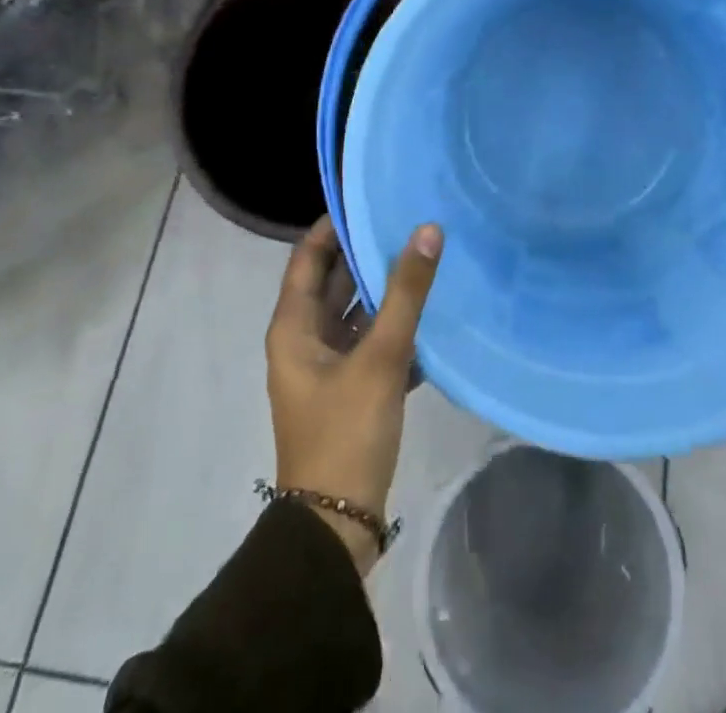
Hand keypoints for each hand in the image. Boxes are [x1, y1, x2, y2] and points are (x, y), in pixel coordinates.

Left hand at [265, 218, 443, 574]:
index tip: (371, 198)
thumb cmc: (345, 432)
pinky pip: (372, 343)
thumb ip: (406, 292)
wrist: (337, 526)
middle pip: (335, 282)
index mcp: (294, 327)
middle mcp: (305, 340)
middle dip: (368, 253)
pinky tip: (432, 313)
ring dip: (386, 290)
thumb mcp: (380, 357)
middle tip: (409, 220)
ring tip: (426, 257)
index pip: (309, 257)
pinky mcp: (351, 390)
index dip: (335, 225)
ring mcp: (328, 367)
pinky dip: (395, 326)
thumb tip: (427, 229)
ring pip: (357, 313)